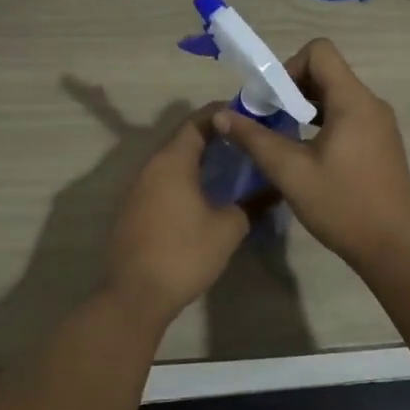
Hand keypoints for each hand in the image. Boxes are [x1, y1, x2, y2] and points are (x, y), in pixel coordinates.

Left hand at [105, 105, 250, 321]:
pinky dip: (184, 178)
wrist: (136, 295)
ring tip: (230, 165)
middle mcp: (150, 166)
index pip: (197, 121)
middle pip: (183, 139)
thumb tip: (276, 188)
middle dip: (214, 136)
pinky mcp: (133, 209)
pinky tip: (204, 194)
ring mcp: (137, 188)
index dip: (222, 114)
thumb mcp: (229, 228)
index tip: (248, 114)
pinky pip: (162, 181)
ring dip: (198, 159)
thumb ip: (253, 203)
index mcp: (172, 161)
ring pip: (171, 161)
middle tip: (245, 141)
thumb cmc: (185, 253)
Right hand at [211, 39, 409, 270]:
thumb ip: (255, 139)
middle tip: (268, 120)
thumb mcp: (290, 172)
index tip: (271, 101)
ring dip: (306, 108)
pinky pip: (349, 117)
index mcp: (354, 101)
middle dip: (292, 89)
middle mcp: (371, 104)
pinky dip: (323, 123)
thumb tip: (222, 115)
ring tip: (283, 138)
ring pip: (337, 96)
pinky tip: (308, 155)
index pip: (320, 51)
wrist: (394, 248)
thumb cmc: (342, 206)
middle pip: (327, 72)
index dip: (289, 67)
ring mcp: (380, 125)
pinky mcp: (382, 144)